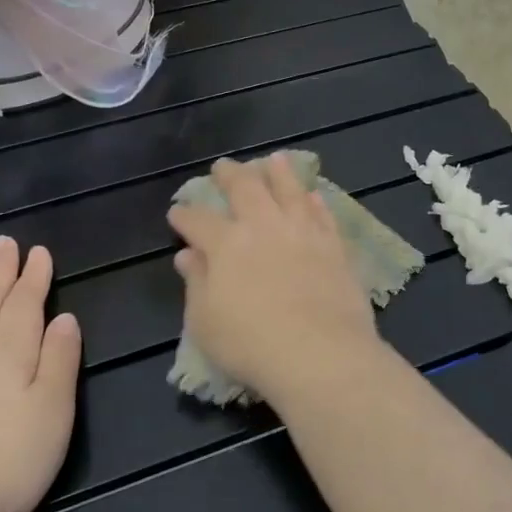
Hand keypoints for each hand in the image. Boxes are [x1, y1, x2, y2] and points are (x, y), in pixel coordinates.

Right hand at [168, 154, 381, 405]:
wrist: (320, 352)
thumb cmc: (251, 344)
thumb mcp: (205, 321)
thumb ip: (196, 282)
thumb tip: (187, 255)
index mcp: (226, 244)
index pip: (198, 220)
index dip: (185, 215)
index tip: (177, 212)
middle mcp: (264, 226)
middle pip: (245, 188)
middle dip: (230, 175)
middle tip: (223, 166)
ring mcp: (303, 231)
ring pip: (289, 189)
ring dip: (278, 171)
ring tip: (273, 159)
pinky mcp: (334, 244)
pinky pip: (322, 213)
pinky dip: (314, 201)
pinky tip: (312, 195)